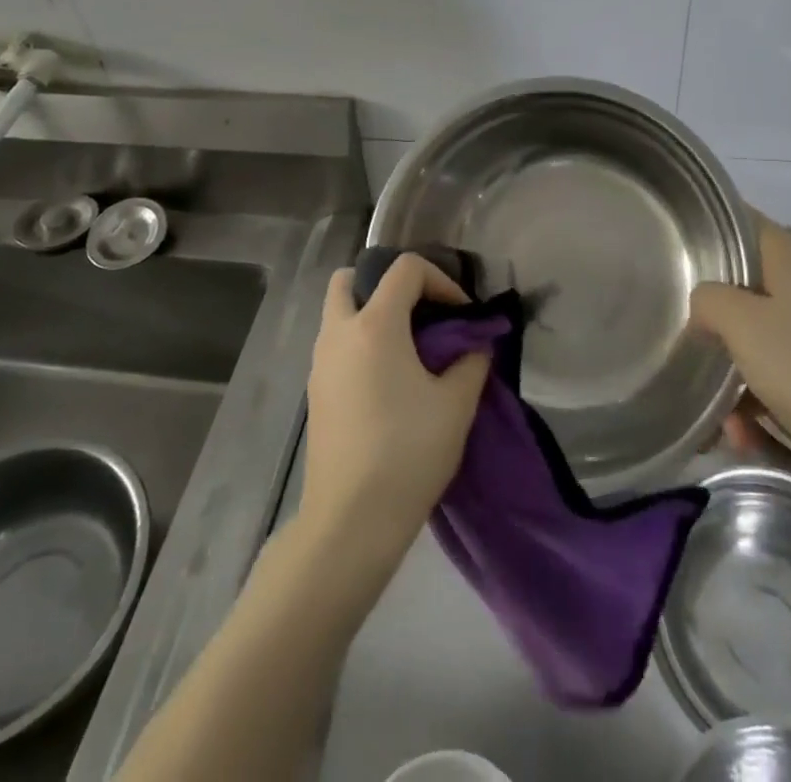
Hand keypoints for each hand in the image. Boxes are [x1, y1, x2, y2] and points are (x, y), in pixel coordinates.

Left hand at [301, 253, 490, 566]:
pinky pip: (336, 345)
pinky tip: (388, 381)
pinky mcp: (315, 392)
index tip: (461, 314)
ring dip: (370, 314)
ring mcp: (320, 363)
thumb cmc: (408, 453)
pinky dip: (360, 343)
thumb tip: (474, 345)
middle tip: (418, 313)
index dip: (440, 280)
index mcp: (375, 325)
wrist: (350, 521)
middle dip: (385, 284)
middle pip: (349, 279)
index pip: (405, 269)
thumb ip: (471, 362)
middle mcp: (340, 333)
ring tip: (408, 348)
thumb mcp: (456, 405)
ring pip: (339, 313)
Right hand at [691, 216, 790, 468]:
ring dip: (730, 371)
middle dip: (710, 316)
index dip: (705, 233)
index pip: (739, 222)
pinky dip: (755, 398)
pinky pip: (773, 372)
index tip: (671, 254)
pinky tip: (741, 432)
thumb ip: (707, 297)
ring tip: (716, 411)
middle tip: (684, 333)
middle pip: (741, 283)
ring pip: (753, 334)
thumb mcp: (740, 322)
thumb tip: (703, 304)